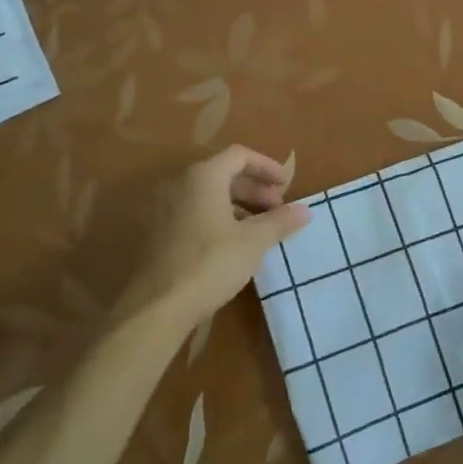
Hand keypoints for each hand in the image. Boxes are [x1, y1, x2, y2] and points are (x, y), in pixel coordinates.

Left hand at [116, 145, 308, 335]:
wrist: (156, 308)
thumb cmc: (210, 264)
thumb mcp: (253, 242)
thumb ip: (280, 221)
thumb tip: (306, 210)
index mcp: (203, 177)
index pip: (239, 155)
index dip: (266, 166)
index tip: (286, 185)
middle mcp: (180, 184)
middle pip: (224, 174)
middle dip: (255, 189)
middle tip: (278, 211)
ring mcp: (165, 208)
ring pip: (209, 195)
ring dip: (239, 206)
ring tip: (261, 230)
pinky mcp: (158, 232)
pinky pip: (195, 212)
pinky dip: (219, 218)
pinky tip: (234, 244)